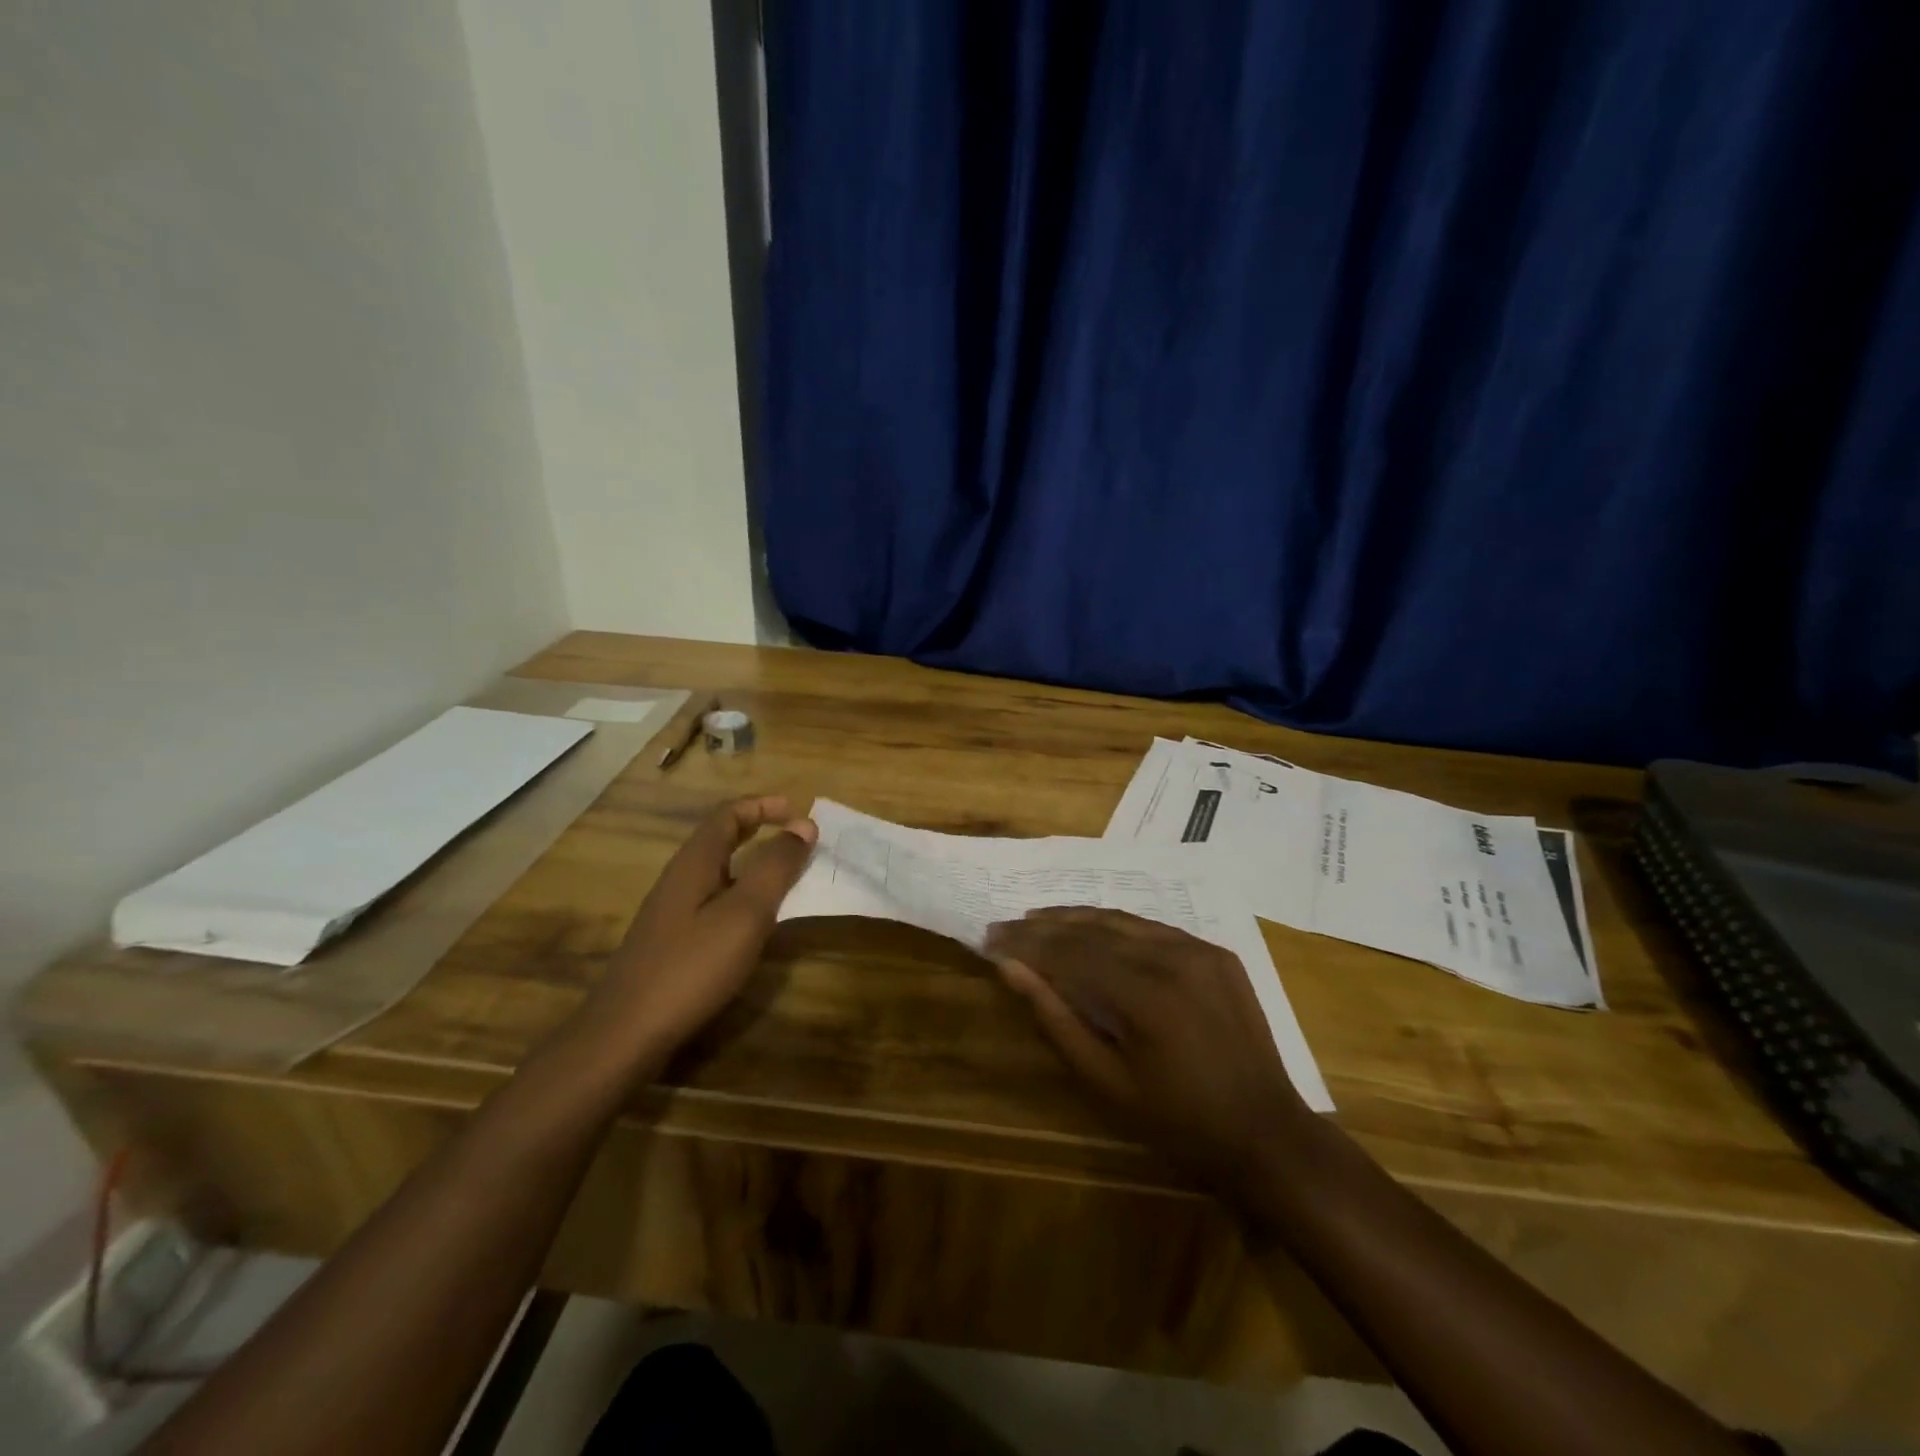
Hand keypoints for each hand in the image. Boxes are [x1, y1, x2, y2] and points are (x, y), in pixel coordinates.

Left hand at [574, 795, 816, 1076]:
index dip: (764, 806)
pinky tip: (757, 921)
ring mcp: (672, 911)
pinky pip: (714, 899)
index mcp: (696, 862)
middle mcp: (680, 877)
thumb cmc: (692, 966)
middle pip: (721, 838)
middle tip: (798, 839)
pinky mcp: (672, 940)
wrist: (626, 1032)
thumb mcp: (745, 913)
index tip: (799, 812)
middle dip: (760, 829)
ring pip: (719, 870)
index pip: (728, 814)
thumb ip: (775, 867)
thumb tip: (803, 826)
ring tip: (788, 876)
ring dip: (754, 863)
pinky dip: (743, 894)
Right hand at [984, 908, 1313, 1192]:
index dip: (1026, 943)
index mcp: (1146, 996)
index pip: (1069, 952)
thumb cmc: (1179, 1123)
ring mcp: (1199, 950)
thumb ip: (1056, 1019)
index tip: (990, 938)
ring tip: (1038, 920)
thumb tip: (1012, 969)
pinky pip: (1153, 928)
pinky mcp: (1216, 952)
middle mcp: (1174, 958)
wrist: (1267, 1134)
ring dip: (1076, 918)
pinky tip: (1092, 930)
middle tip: (1005, 926)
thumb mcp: (1107, 1083)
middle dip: (1043, 926)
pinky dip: (1115, 926)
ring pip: (1122, 920)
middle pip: (1092, 929)